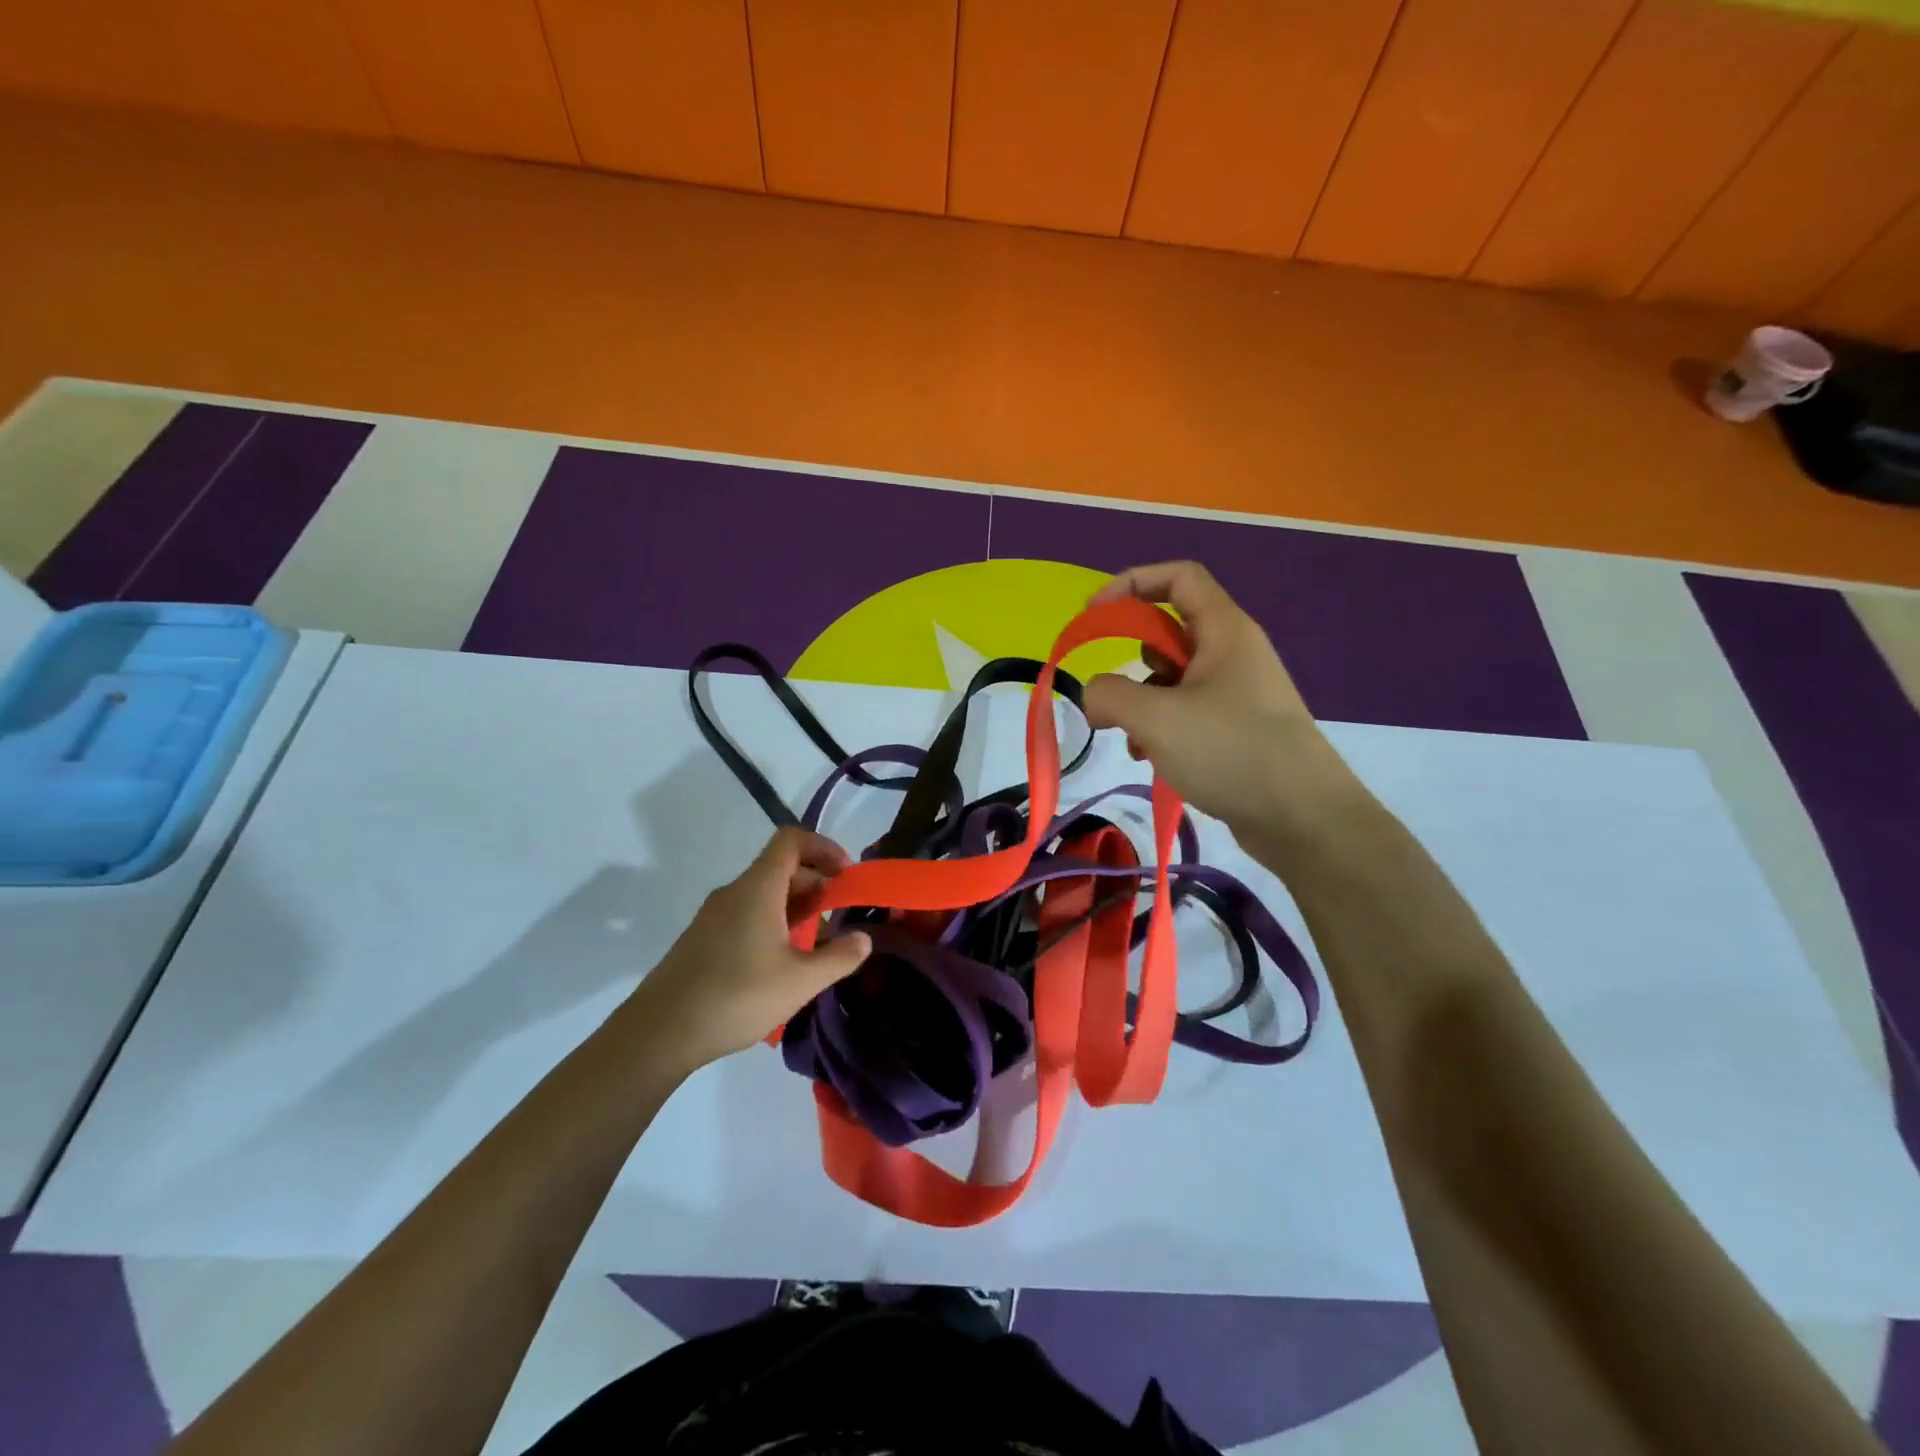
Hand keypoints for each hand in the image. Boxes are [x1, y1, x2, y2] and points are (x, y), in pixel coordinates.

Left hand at [629, 829, 871, 1071]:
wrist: (658, 1033)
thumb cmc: (736, 997)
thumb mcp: (800, 981)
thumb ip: (839, 957)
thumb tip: (864, 938)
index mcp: (758, 888)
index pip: (792, 840)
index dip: (824, 848)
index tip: (847, 876)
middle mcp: (734, 892)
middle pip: (780, 867)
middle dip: (816, 883)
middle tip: (839, 915)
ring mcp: (714, 916)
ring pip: (764, 894)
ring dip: (796, 907)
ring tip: (817, 942)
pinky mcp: (703, 939)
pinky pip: (747, 914)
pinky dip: (773, 923)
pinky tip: (781, 962)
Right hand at [1083, 561, 1360, 840]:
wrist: (1304, 819)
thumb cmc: (1231, 752)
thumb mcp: (1157, 718)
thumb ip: (1110, 695)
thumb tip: (1093, 695)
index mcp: (1224, 630)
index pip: (1179, 577)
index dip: (1131, 583)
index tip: (1093, 615)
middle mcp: (1233, 652)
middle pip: (1171, 629)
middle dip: (1131, 655)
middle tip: (1111, 692)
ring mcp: (1237, 693)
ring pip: (1174, 676)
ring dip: (1142, 699)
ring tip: (1133, 737)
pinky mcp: (1237, 729)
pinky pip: (1186, 711)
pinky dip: (1160, 726)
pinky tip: (1151, 758)